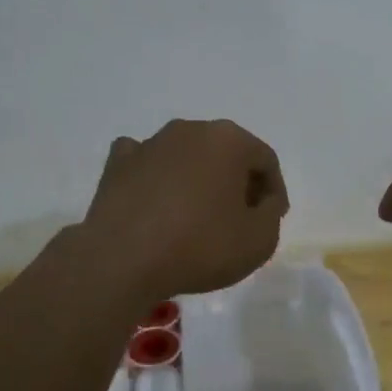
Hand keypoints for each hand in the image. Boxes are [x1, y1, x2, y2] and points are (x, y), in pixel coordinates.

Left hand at [81, 119, 288, 301]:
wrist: (123, 259)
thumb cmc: (200, 246)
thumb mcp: (259, 240)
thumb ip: (270, 214)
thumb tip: (261, 201)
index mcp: (228, 140)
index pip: (265, 160)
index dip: (274, 191)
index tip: (271, 219)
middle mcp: (189, 130)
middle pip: (225, 153)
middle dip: (236, 182)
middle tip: (238, 218)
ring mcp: (149, 143)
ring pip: (185, 157)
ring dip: (197, 180)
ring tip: (196, 217)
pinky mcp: (117, 163)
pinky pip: (146, 164)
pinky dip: (156, 179)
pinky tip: (156, 203)